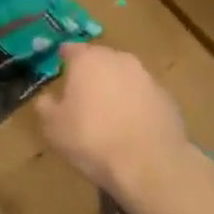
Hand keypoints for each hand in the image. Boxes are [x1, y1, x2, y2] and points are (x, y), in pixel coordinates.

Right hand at [39, 43, 201, 206]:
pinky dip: (136, 105)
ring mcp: (147, 77)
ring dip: (115, 89)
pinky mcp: (168, 98)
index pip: (70, 49)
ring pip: (124, 76)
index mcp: (88, 60)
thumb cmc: (92, 139)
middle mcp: (119, 59)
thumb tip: (47, 97)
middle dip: (91, 74)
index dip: (63, 60)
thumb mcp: (52, 127)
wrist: (150, 164)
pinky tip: (131, 128)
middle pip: (100, 59)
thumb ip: (45, 105)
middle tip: (81, 97)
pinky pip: (144, 96)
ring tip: (108, 115)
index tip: (58, 73)